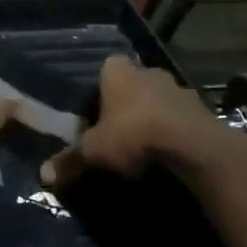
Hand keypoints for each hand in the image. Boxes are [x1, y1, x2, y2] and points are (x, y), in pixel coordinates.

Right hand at [41, 57, 246, 189]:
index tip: (94, 115)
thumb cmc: (133, 135)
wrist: (193, 147)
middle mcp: (149, 71)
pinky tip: (168, 154)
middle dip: (126, 105)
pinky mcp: (203, 109)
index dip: (98, 92)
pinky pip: (181, 118)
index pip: (104, 71)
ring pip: (159, 101)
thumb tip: (43, 175)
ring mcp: (179, 88)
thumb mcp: (94, 151)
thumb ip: (69, 160)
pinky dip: (174, 132)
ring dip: (153, 118)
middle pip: (132, 85)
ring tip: (144, 148)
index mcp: (118, 71)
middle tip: (117, 132)